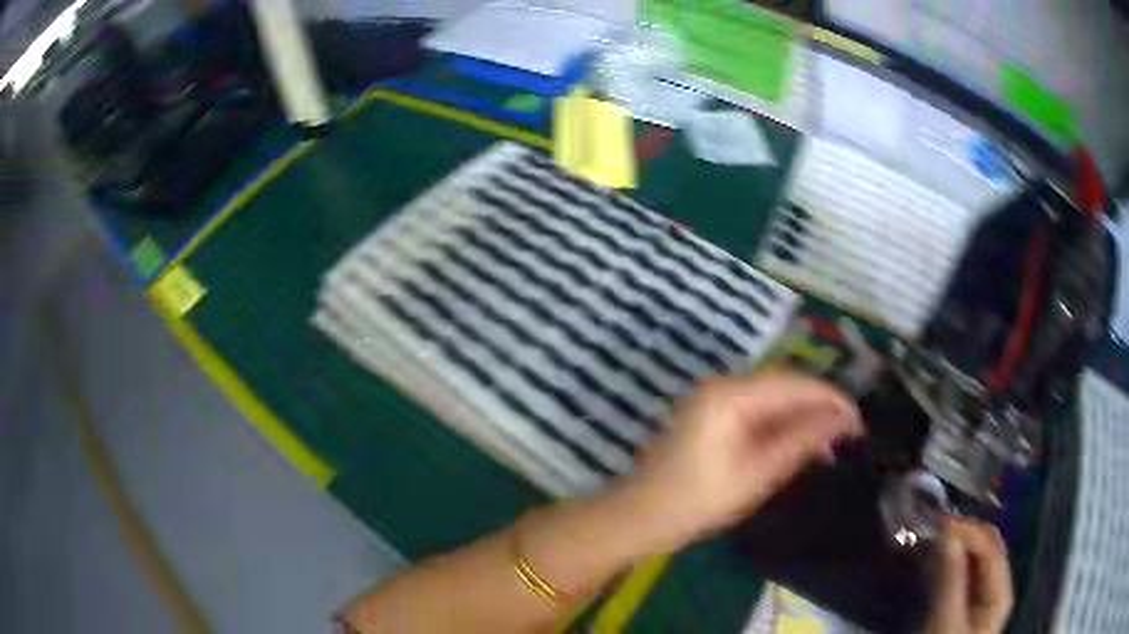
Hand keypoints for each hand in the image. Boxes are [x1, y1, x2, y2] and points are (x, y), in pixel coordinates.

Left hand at [616, 374, 862, 551]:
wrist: (642, 516)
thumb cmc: (699, 501)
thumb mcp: (758, 475)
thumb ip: (801, 442)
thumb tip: (841, 422)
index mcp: (731, 395)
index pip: (795, 384)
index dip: (831, 399)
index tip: (859, 420)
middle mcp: (723, 386)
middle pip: (785, 385)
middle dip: (819, 406)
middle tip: (847, 433)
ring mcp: (715, 399)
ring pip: (773, 398)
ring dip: (802, 417)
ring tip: (829, 444)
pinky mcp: (713, 415)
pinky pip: (757, 411)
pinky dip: (781, 425)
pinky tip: (798, 445)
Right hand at [926, 518, 1013, 633]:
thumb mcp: (946, 625)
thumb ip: (950, 583)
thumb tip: (947, 537)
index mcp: (1001, 592)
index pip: (991, 549)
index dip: (969, 532)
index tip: (939, 524)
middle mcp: (1000, 585)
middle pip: (991, 548)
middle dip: (967, 533)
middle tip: (937, 529)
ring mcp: (988, 594)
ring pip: (981, 557)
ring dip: (962, 544)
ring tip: (937, 539)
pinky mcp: (974, 602)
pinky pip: (971, 572)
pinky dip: (958, 559)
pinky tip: (942, 558)